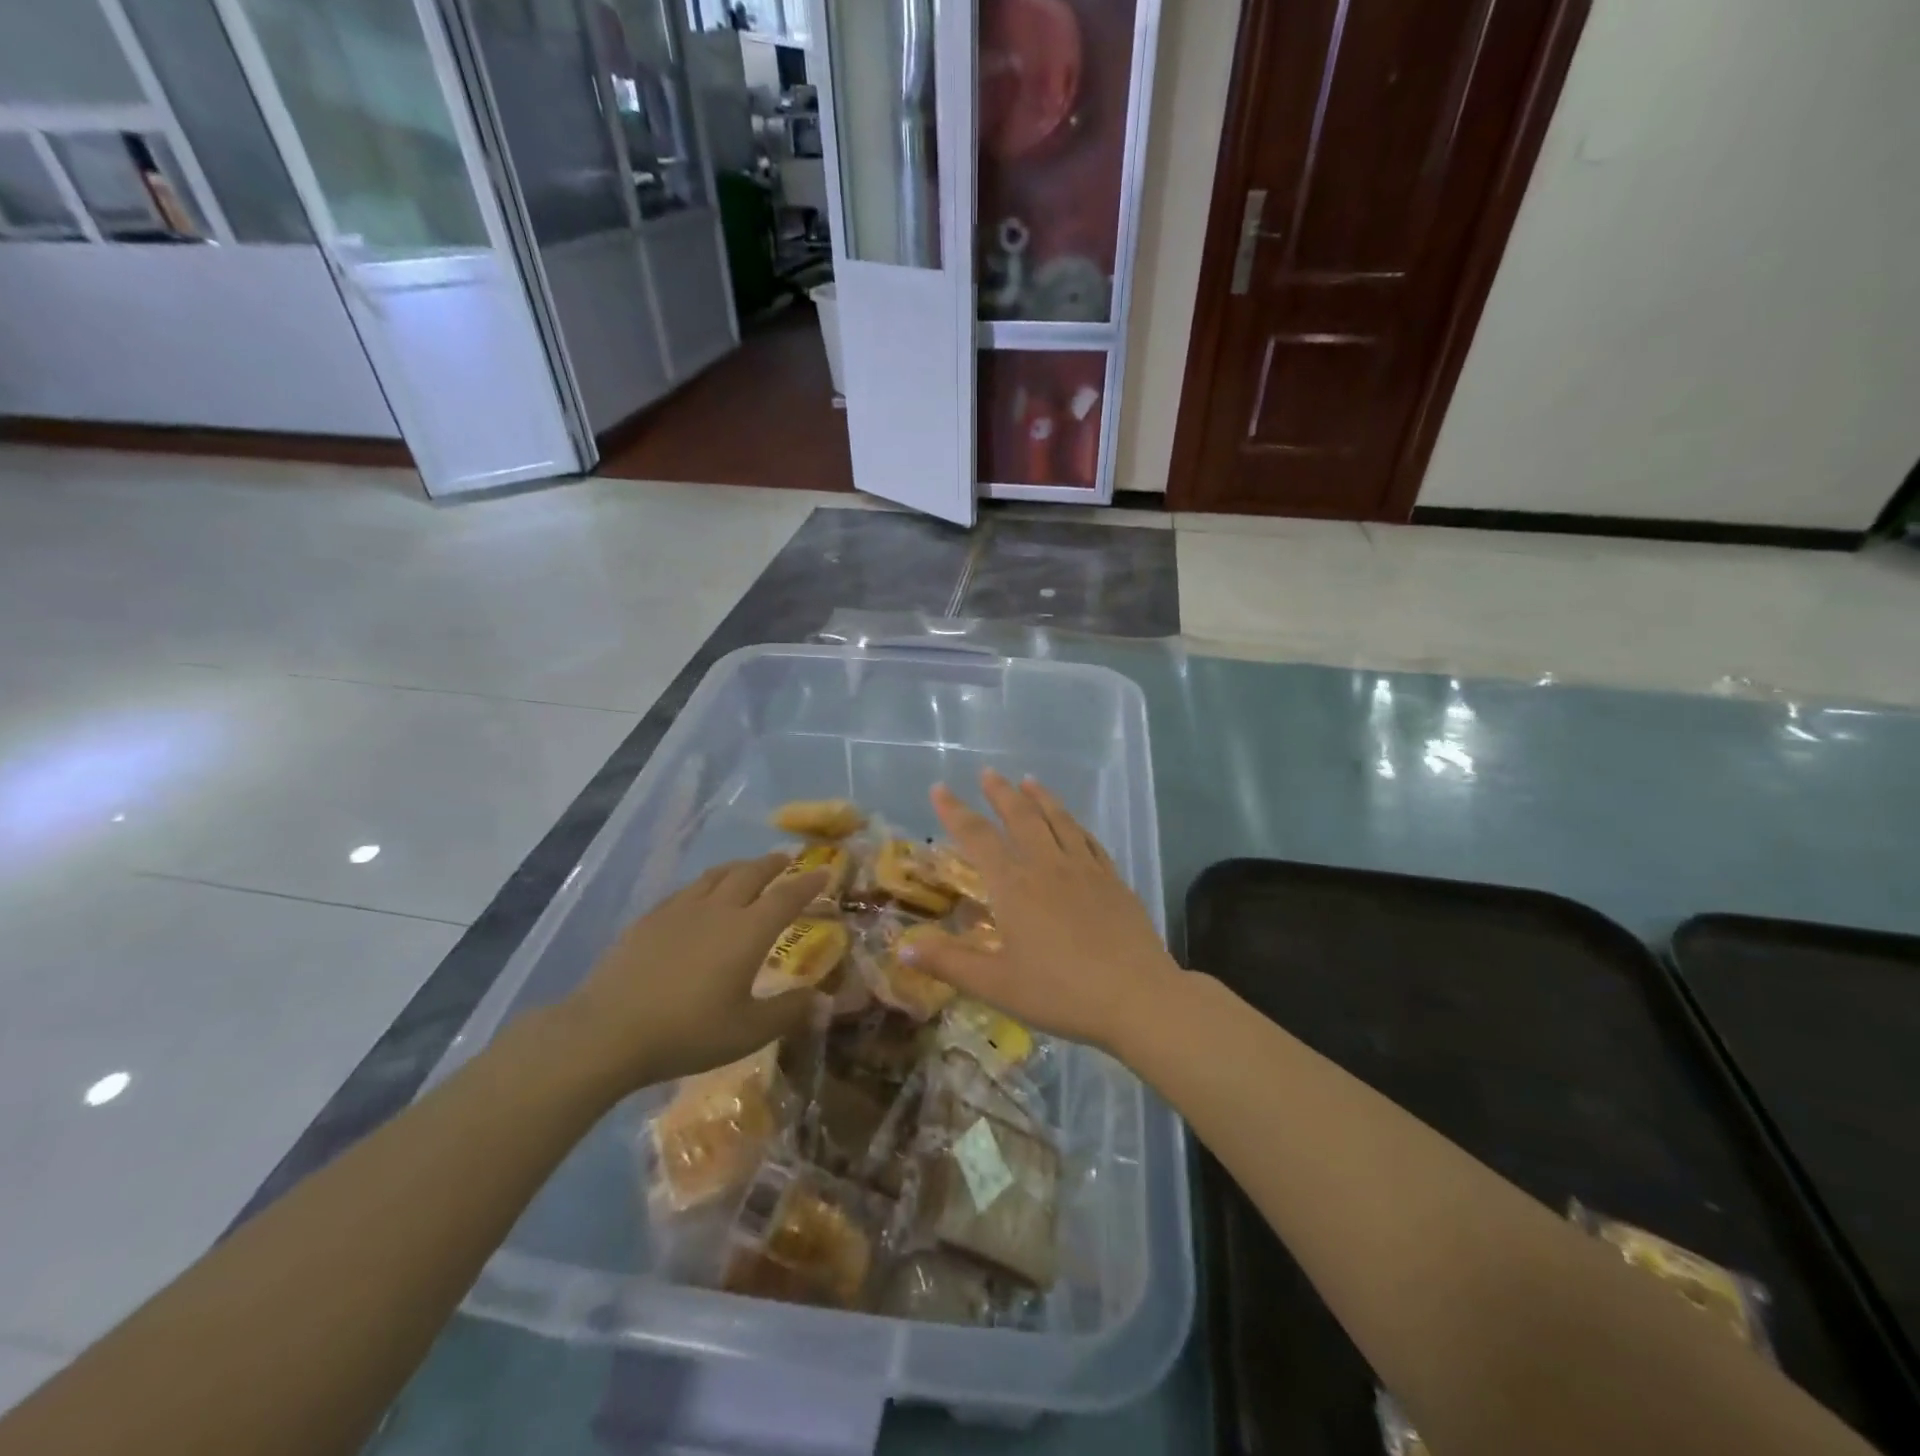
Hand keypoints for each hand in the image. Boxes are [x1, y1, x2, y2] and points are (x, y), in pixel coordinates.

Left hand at [556, 855, 826, 1091]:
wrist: (609, 1032)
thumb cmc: (688, 1032)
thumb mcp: (748, 1032)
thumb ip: (788, 1012)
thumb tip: (820, 999)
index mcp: (748, 931)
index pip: (787, 897)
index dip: (808, 883)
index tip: (824, 872)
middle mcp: (718, 910)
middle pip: (751, 874)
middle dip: (773, 865)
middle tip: (786, 860)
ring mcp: (680, 910)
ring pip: (716, 875)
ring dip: (739, 867)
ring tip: (747, 869)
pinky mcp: (650, 919)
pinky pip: (687, 890)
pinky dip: (705, 884)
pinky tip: (700, 897)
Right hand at [903, 770, 1184, 1052]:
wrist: (1137, 996)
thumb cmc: (1060, 993)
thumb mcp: (996, 986)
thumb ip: (949, 964)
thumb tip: (902, 948)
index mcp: (1014, 887)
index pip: (977, 837)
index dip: (955, 811)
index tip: (939, 788)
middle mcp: (1048, 866)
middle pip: (1020, 816)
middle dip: (1000, 792)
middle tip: (988, 773)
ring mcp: (1085, 869)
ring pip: (1058, 820)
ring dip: (1040, 797)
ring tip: (1028, 780)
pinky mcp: (1113, 879)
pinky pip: (1089, 839)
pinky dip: (1074, 822)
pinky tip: (1073, 822)